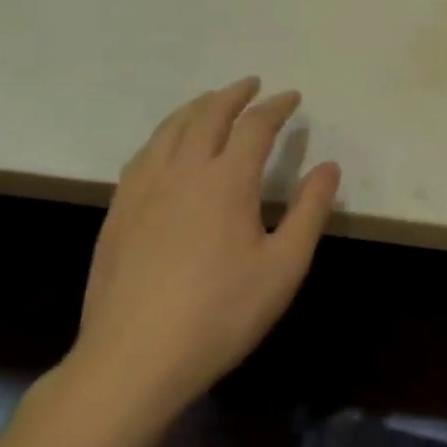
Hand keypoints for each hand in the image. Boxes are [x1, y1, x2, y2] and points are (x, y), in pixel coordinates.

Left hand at [68, 78, 340, 420]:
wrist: (133, 361)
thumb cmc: (221, 313)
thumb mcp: (284, 266)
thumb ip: (310, 210)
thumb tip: (328, 167)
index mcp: (226, 181)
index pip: (255, 126)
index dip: (276, 107)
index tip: (292, 97)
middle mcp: (182, 172)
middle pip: (207, 116)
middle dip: (232, 95)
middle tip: (251, 84)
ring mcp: (143, 192)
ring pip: (169, 131)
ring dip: (195, 108)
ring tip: (210, 102)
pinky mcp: (117, 215)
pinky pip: (142, 156)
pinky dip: (163, 136)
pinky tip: (165, 147)